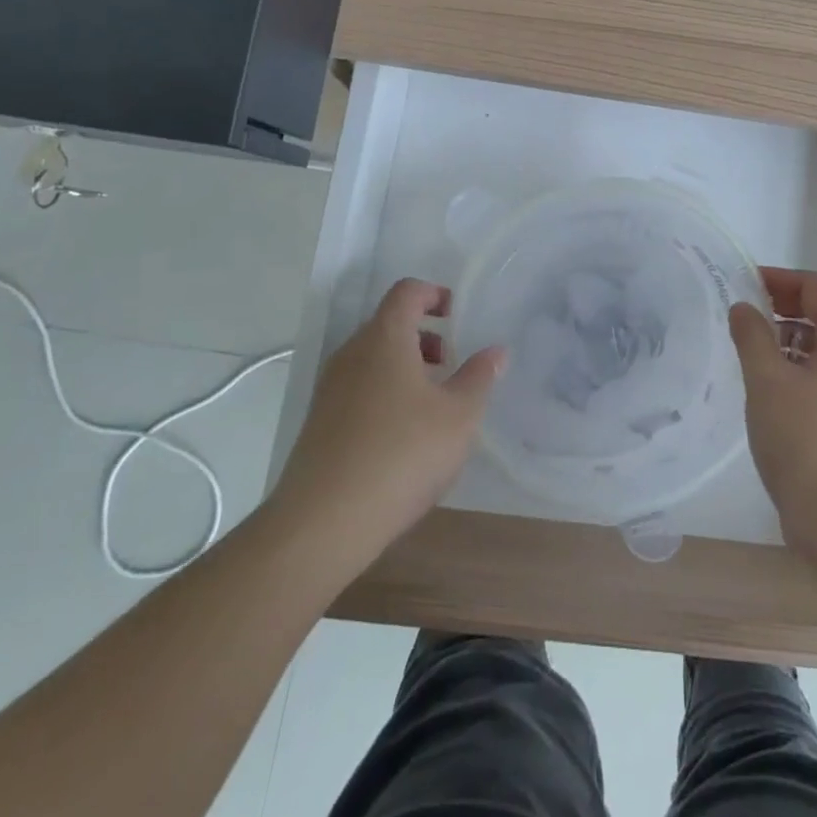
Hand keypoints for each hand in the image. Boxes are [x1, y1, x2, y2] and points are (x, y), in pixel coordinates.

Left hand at [271, 279, 503, 566]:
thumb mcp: (459, 416)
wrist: (323, 524)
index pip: (406, 292)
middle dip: (425, 336)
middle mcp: (351, 354)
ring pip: (373, 359)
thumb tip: (495, 350)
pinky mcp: (320, 423)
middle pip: (389, 324)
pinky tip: (405, 436)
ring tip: (434, 403)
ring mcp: (330, 390)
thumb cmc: (402, 454)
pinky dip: (386, 393)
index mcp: (384, 338)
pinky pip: (359, 389)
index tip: (458, 316)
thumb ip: (479, 377)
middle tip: (452, 364)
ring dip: (406, 367)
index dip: (435, 294)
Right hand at [729, 267, 816, 560]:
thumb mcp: (766, 382)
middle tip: (764, 309)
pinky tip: (781, 386)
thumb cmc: (804, 441)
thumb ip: (752, 337)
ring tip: (766, 347)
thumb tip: (744, 308)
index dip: (783, 279)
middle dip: (800, 303)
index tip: (749, 283)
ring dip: (806, 334)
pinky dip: (812, 364)